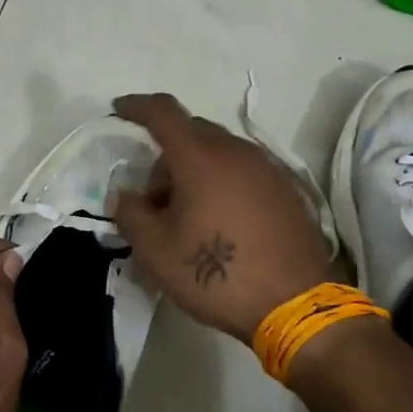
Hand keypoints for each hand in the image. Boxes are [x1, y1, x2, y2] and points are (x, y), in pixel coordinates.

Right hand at [109, 93, 333, 339]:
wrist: (295, 305)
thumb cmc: (216, 275)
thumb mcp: (156, 251)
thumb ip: (131, 215)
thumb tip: (124, 196)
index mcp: (200, 158)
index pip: (163, 113)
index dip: (136, 106)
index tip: (118, 110)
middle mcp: (237, 152)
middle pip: (192, 133)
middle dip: (165, 156)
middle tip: (154, 200)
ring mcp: (268, 169)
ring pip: (219, 152)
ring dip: (195, 171)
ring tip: (188, 216)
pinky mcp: (287, 190)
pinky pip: (243, 171)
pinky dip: (222, 182)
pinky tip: (220, 222)